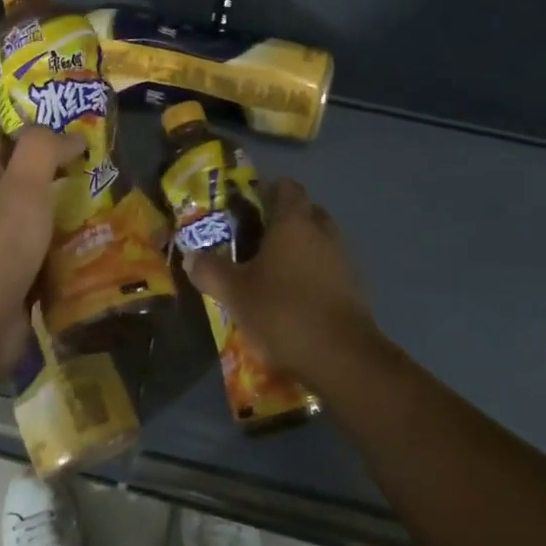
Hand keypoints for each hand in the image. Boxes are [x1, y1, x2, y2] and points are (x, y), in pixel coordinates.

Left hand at [0, 124, 82, 385]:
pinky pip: (55, 252)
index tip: (72, 112)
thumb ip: (43, 149)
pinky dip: (77, 244)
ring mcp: (7, 245)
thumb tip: (72, 135)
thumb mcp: (20, 186)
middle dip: (63, 164)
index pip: (2, 136)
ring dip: (75, 205)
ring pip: (45, 215)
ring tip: (116, 191)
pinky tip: (108, 237)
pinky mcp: (24, 277)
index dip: (31, 120)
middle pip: (28, 175)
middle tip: (106, 154)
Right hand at [183, 177, 379, 384]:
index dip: (269, 189)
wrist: (340, 357)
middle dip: (286, 219)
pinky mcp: (355, 288)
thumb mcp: (234, 293)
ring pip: (321, 241)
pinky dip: (315, 273)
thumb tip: (191, 257)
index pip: (287, 187)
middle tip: (257, 237)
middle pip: (307, 212)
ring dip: (302, 248)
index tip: (249, 203)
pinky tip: (295, 295)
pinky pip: (331, 268)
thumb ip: (210, 271)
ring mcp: (344, 260)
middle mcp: (323, 233)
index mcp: (294, 223)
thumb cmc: (283, 312)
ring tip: (274, 269)